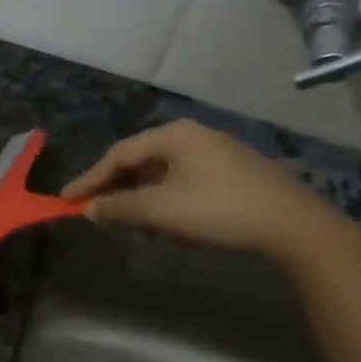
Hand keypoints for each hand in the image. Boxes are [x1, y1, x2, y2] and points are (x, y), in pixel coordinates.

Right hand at [61, 120, 346, 262]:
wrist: (293, 226)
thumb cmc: (217, 210)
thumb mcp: (158, 211)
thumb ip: (117, 208)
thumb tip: (90, 209)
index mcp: (172, 136)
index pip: (118, 155)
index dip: (89, 179)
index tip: (67, 200)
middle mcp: (194, 136)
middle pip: (140, 161)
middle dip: (117, 188)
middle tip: (97, 211)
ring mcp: (219, 153)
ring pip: (164, 174)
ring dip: (142, 198)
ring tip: (132, 222)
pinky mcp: (237, 174)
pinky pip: (186, 182)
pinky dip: (167, 200)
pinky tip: (169, 223)